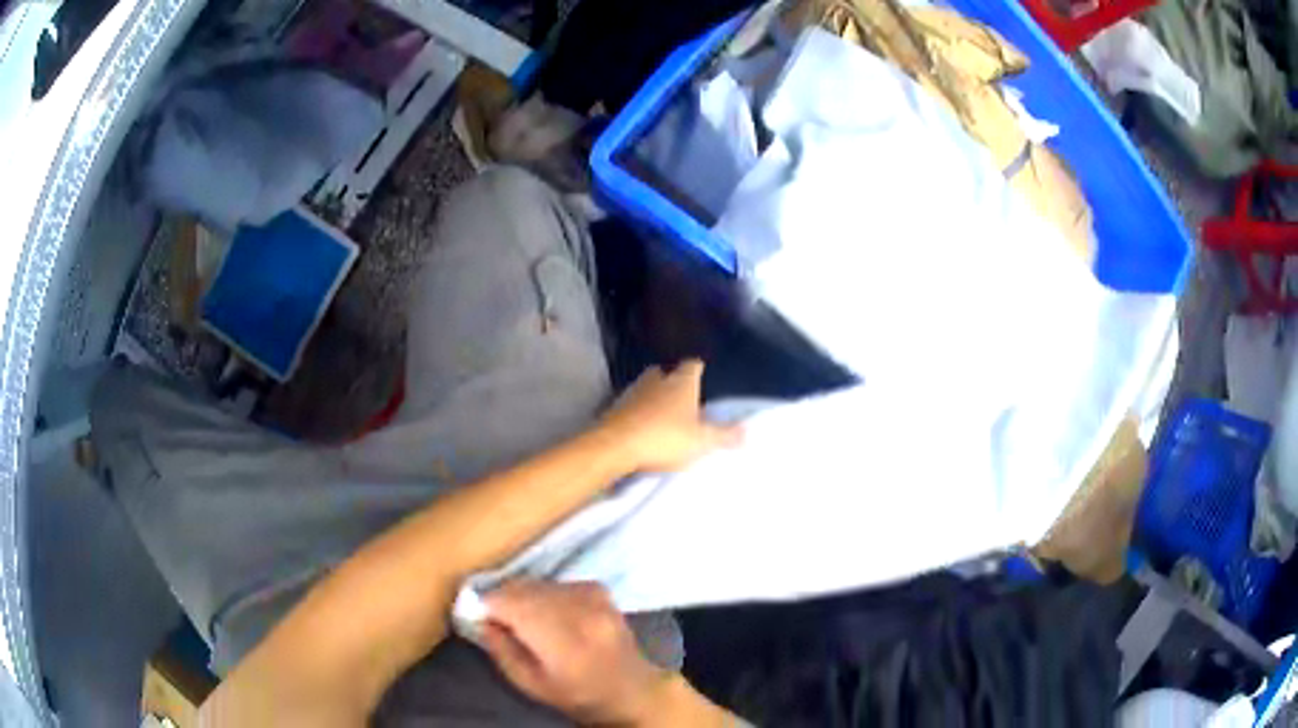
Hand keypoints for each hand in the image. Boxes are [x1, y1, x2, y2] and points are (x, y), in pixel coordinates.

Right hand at [479, 580, 667, 724]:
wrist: (631, 689)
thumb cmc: (578, 695)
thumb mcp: (531, 684)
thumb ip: (502, 651)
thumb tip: (480, 620)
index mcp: (561, 639)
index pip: (511, 604)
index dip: (489, 606)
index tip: (480, 616)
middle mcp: (578, 611)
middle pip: (524, 588)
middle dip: (504, 599)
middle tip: (497, 617)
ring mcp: (592, 596)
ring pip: (539, 583)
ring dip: (524, 595)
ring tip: (525, 618)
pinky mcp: (599, 589)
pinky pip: (558, 582)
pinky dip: (546, 593)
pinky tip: (550, 613)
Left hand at [598, 360, 741, 472]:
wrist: (614, 446)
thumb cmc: (663, 437)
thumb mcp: (701, 441)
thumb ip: (724, 435)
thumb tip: (746, 431)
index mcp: (680, 382)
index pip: (692, 365)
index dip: (698, 370)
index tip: (702, 375)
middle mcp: (655, 380)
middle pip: (666, 373)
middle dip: (673, 382)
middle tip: (682, 397)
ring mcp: (631, 392)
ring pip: (646, 388)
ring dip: (653, 398)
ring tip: (663, 414)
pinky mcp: (613, 408)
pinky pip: (630, 406)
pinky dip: (637, 413)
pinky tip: (641, 427)